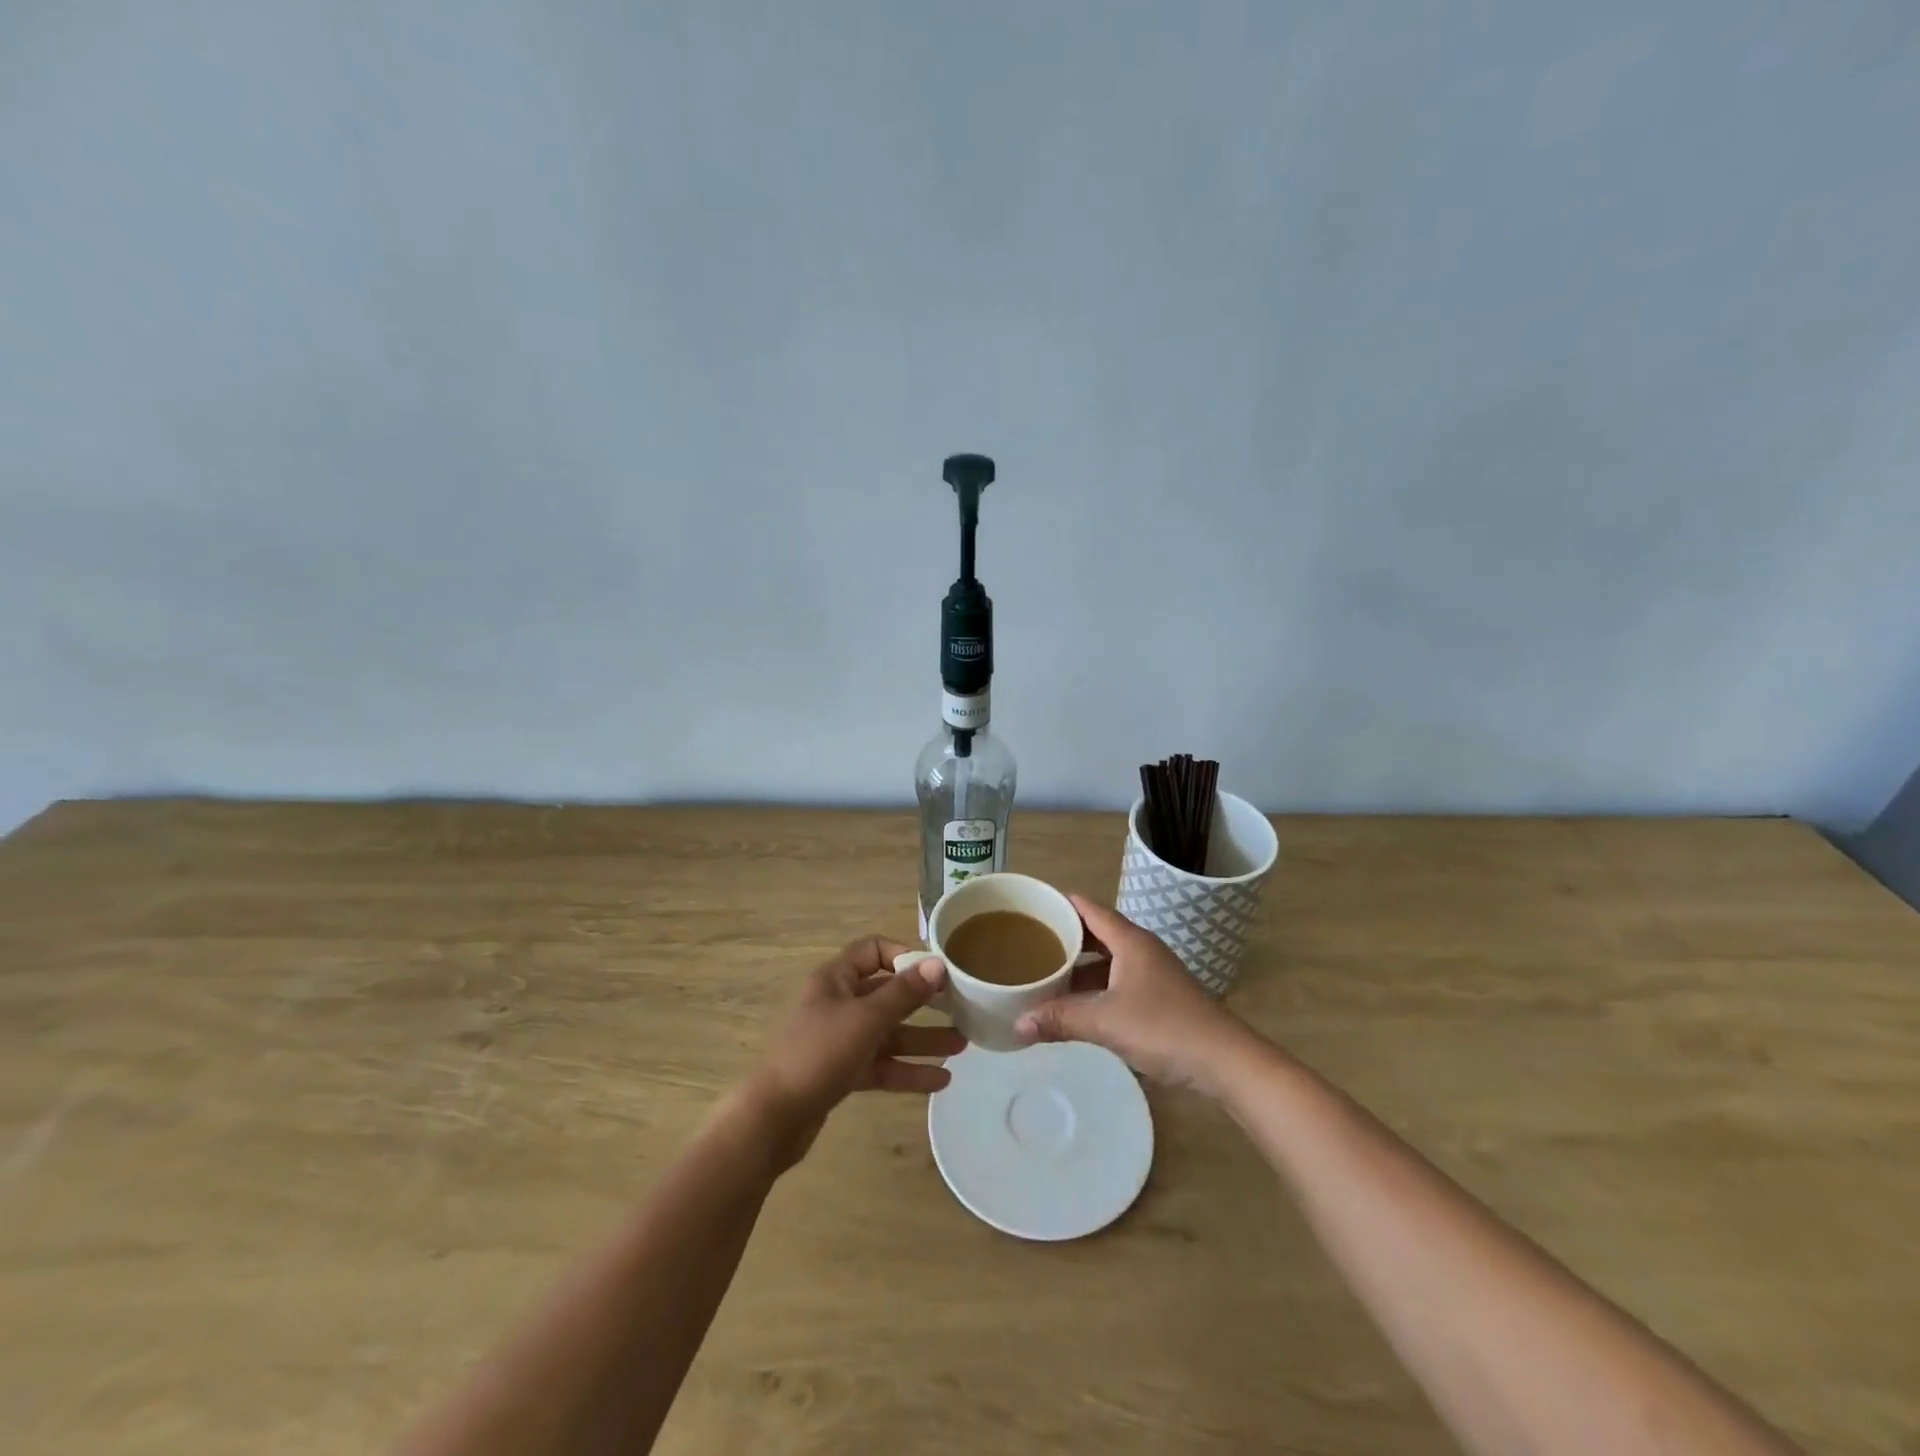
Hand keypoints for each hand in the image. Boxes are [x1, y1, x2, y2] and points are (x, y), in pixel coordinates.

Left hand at [747, 937, 965, 1167]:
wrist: (772, 1119)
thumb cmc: (819, 1054)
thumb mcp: (867, 1019)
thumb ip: (904, 993)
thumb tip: (938, 964)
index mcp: (835, 979)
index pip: (873, 950)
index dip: (904, 956)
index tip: (935, 973)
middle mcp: (837, 1004)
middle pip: (886, 994)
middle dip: (923, 1003)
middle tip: (961, 1009)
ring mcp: (839, 1040)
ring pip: (887, 1033)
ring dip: (922, 1039)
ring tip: (962, 1046)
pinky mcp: (841, 1074)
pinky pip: (881, 1065)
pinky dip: (907, 1070)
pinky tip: (940, 1080)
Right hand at [1014, 896, 1256, 1095]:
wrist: (1224, 1060)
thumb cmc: (1164, 1027)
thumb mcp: (1106, 1021)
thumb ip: (1061, 1018)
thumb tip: (1017, 1023)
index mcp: (1130, 941)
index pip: (1089, 909)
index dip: (1060, 904)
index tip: (1031, 906)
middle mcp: (1141, 950)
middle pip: (1096, 933)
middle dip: (1064, 937)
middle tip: (1029, 944)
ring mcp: (1152, 974)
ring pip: (1106, 961)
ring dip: (1079, 967)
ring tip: (1045, 975)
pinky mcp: (1158, 998)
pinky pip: (1116, 982)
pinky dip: (1094, 988)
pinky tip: (1076, 1006)